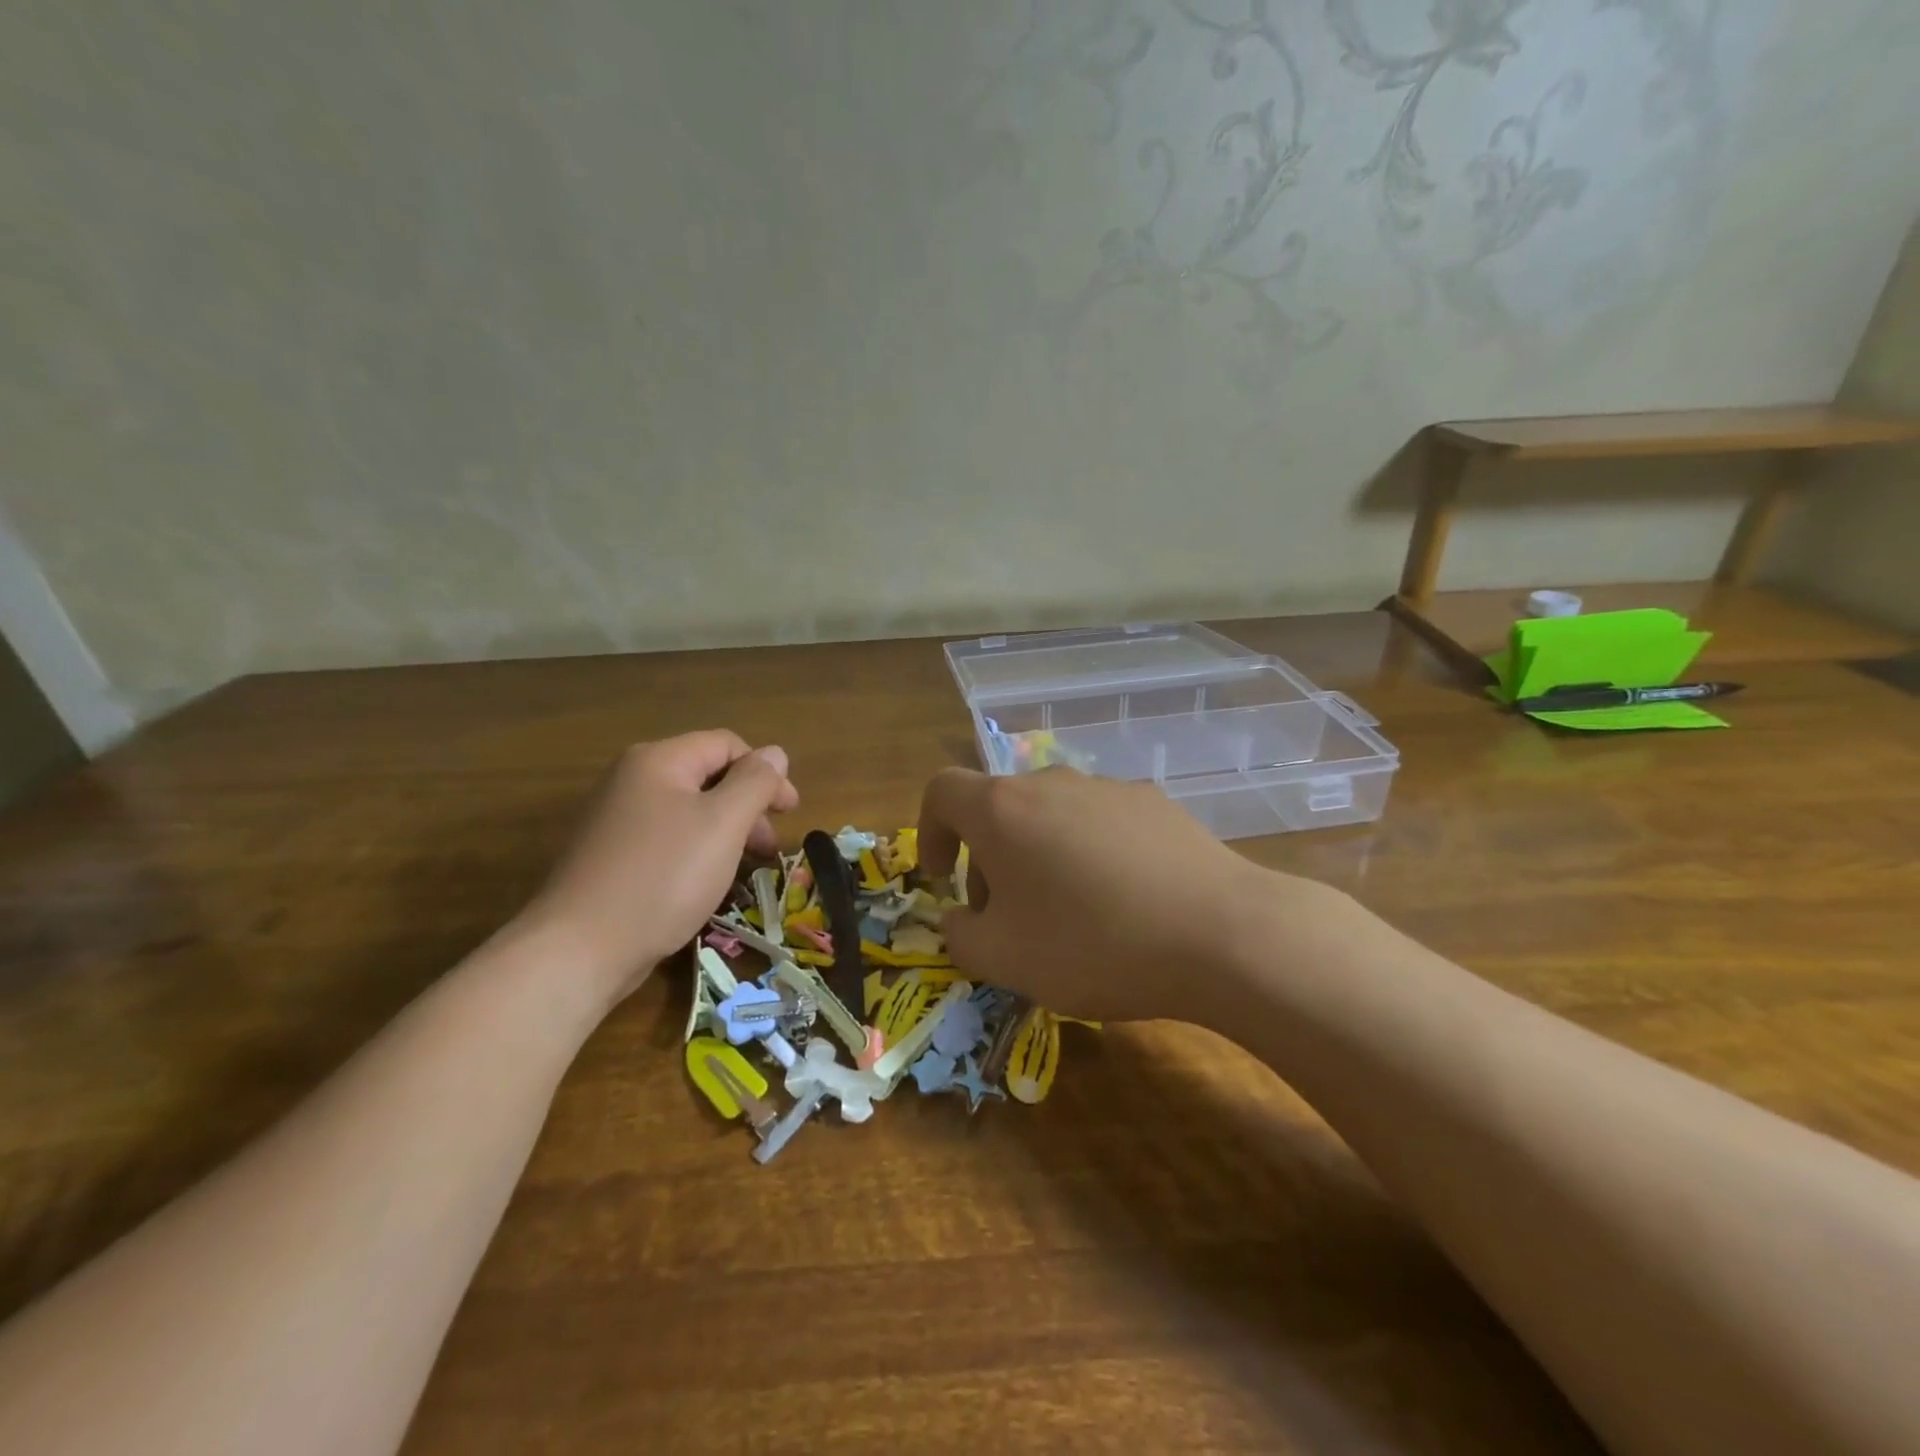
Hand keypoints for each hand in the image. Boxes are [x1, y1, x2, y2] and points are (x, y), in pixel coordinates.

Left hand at [519, 731, 798, 1008]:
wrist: (579, 950)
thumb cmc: (662, 877)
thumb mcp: (723, 824)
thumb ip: (755, 783)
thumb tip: (775, 753)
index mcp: (659, 760)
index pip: (726, 745)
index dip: (766, 773)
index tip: (790, 813)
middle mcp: (632, 779)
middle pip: (708, 776)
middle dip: (748, 806)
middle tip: (769, 848)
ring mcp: (616, 819)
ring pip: (689, 811)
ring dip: (727, 832)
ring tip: (745, 869)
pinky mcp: (610, 855)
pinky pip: (668, 838)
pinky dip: (698, 851)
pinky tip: (707, 883)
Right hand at [917, 767, 1314, 1022]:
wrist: (1220, 934)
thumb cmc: (1092, 944)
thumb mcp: (1004, 959)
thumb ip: (960, 935)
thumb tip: (960, 917)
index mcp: (1003, 809)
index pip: (942, 792)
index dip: (929, 832)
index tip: (943, 879)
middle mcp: (1051, 783)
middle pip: (1000, 808)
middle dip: (988, 859)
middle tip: (1007, 918)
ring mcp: (1108, 787)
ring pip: (1051, 815)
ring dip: (1039, 856)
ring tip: (1069, 915)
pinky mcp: (1155, 802)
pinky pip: (1100, 822)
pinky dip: (1089, 853)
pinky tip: (1123, 901)